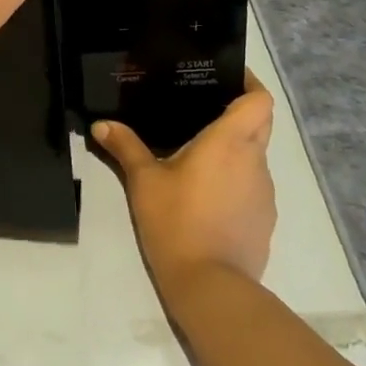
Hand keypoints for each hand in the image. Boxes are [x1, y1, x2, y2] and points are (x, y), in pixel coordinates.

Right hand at [94, 72, 277, 291]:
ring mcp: (264, 193)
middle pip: (260, 123)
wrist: (211, 288)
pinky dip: (236, 181)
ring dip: (235, 150)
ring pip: (255, 156)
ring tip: (199, 154)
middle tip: (205, 108)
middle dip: (239, 111)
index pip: (260, 100)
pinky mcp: (264, 221)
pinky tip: (207, 195)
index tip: (228, 76)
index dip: (250, 83)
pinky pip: (253, 187)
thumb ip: (125, 147)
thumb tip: (101, 124)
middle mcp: (254, 161)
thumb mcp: (143, 181)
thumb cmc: (177, 222)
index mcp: (230, 141)